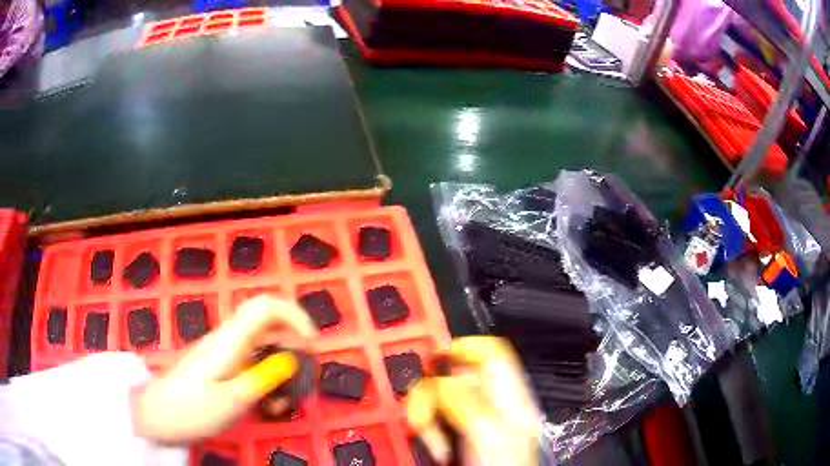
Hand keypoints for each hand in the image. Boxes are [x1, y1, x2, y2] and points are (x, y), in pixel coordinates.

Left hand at [132, 295, 316, 442]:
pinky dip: (267, 377)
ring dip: (281, 366)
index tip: (312, 344)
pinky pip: (252, 362)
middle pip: (268, 322)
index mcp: (230, 340)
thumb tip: (293, 359)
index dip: (294, 315)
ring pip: (263, 344)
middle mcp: (229, 338)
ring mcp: (224, 351)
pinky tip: (268, 403)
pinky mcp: (222, 365)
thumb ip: (264, 378)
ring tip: (285, 399)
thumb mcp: (233, 401)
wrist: (159, 415)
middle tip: (304, 375)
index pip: (265, 306)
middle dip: (293, 344)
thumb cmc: (192, 409)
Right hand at [406, 337, 541, 465]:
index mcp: (510, 398)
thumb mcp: (490, 435)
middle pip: (455, 374)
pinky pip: (430, 418)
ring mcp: (469, 420)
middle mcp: (490, 404)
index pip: (492, 352)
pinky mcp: (452, 434)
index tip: (439, 360)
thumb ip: (470, 401)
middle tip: (429, 417)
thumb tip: (448, 378)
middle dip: (434, 392)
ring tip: (436, 444)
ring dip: (427, 416)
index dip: (465, 346)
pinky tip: (434, 447)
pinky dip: (424, 429)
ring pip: (437, 396)